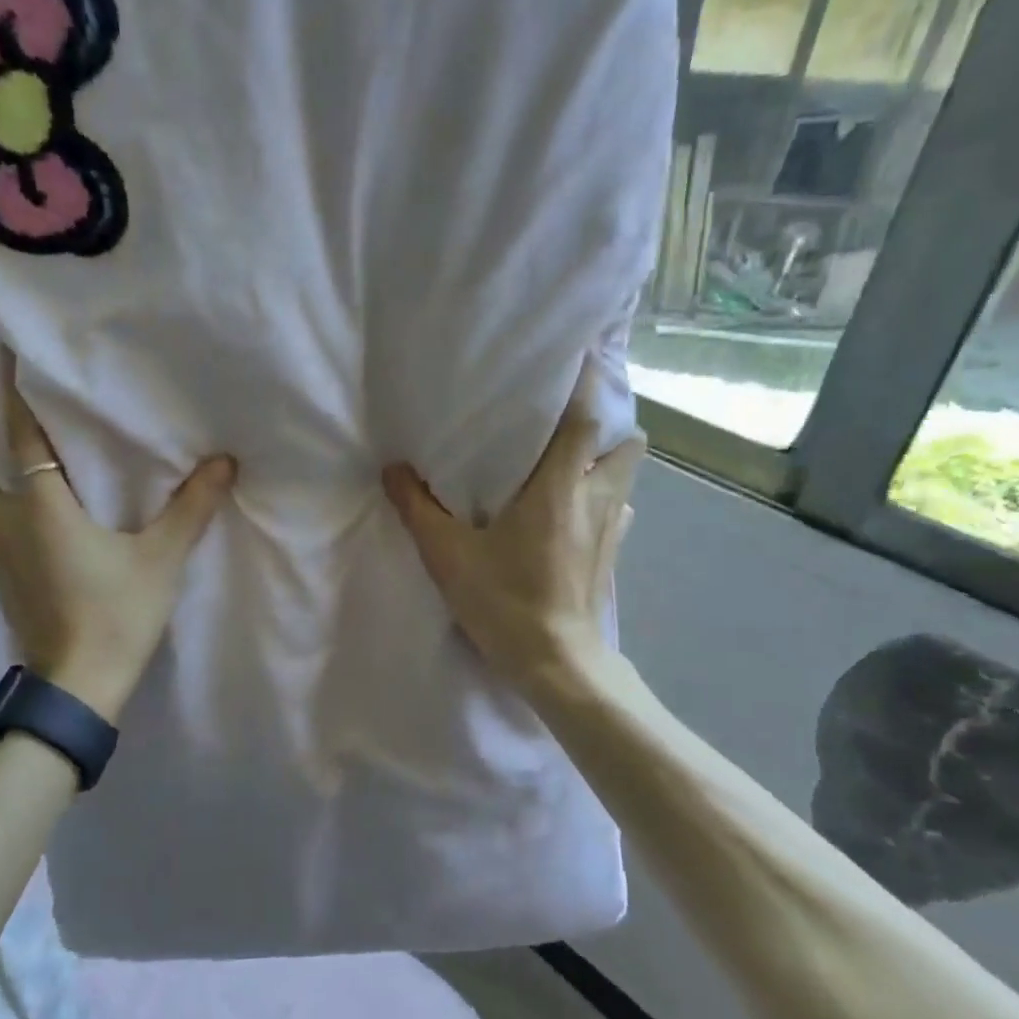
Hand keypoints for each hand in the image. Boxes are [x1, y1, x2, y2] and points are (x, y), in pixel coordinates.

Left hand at [0, 350, 235, 720]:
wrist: (77, 686)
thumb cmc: (116, 615)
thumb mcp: (161, 560)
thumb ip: (191, 509)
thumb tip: (223, 462)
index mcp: (41, 508)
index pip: (21, 438)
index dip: (13, 395)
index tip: (2, 357)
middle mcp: (5, 523)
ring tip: (5, 460)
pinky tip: (24, 512)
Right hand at [382, 367, 643, 697]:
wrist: (557, 664)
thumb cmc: (506, 602)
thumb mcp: (448, 556)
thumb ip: (418, 508)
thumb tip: (393, 470)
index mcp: (558, 487)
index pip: (583, 418)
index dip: (584, 382)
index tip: (577, 354)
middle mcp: (595, 498)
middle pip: (624, 442)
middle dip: (604, 427)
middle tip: (564, 426)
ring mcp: (612, 528)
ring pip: (625, 477)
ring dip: (604, 463)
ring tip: (568, 466)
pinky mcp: (613, 556)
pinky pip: (618, 511)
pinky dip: (602, 501)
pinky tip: (573, 516)